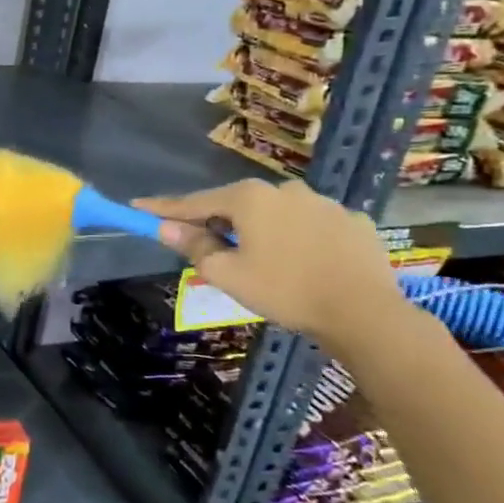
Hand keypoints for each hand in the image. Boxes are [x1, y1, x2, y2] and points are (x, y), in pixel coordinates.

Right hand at [132, 178, 405, 341]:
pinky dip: (298, 238)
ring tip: (261, 261)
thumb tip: (166, 228)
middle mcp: (284, 189)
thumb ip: (194, 245)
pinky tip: (302, 262)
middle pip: (236, 205)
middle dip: (217, 222)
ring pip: (276, 214)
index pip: (194, 202)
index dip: (163, 208)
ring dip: (260, 230)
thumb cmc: (285, 290)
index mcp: (249, 198)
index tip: (137, 207)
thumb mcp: (227, 274)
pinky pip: (311, 226)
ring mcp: (323, 202)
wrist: (366, 313)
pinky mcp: (353, 221)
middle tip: (206, 247)